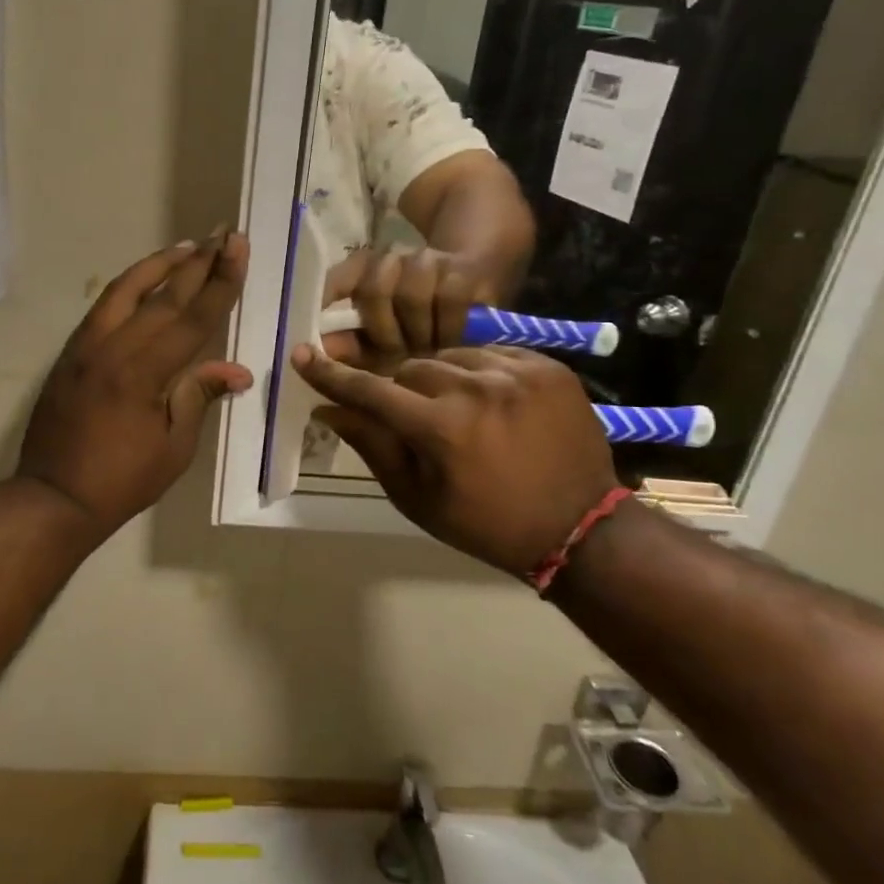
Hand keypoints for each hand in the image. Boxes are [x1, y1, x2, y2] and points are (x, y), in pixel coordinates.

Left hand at [18, 232, 251, 536]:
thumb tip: (237, 370)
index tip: (237, 247)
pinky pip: (103, 307)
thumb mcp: (172, 447)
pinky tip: (144, 281)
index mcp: (142, 373)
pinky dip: (128, 286)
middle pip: (163, 296)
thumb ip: (198, 397)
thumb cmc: (121, 480)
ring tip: (187, 246)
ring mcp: (86, 347)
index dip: (219, 282)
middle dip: (197, 263)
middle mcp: (112, 348)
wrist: (52, 496)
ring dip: (159, 265)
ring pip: (124, 290)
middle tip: (222, 233)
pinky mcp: (70, 353)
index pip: (191, 317)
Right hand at [293, 344, 618, 577]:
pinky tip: (490, 400)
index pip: (370, 390)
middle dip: (400, 388)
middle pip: (410, 366)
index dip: (332, 375)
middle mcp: (477, 389)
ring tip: (457, 409)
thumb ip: (373, 446)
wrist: (580, 529)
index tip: (303, 354)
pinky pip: (492, 354)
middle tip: (413, 417)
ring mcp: (516, 373)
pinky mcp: (547, 367)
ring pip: (450, 355)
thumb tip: (329, 409)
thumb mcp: (418, 499)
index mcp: (441, 429)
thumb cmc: (487, 523)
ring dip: (441, 378)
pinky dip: (480, 373)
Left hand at [321, 246, 497, 371]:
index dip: (328, 296)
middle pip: (374, 290)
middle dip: (382, 332)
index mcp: (365, 271)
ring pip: (411, 296)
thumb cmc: (418, 326)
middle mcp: (394, 259)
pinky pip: (449, 301)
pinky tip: (450, 344)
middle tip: (395, 358)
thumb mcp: (382, 338)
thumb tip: (318, 354)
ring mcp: (430, 262)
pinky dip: (447, 329)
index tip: (320, 326)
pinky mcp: (465, 271)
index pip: (340, 278)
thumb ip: (351, 346)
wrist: (475, 289)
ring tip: (425, 353)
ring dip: (416, 333)